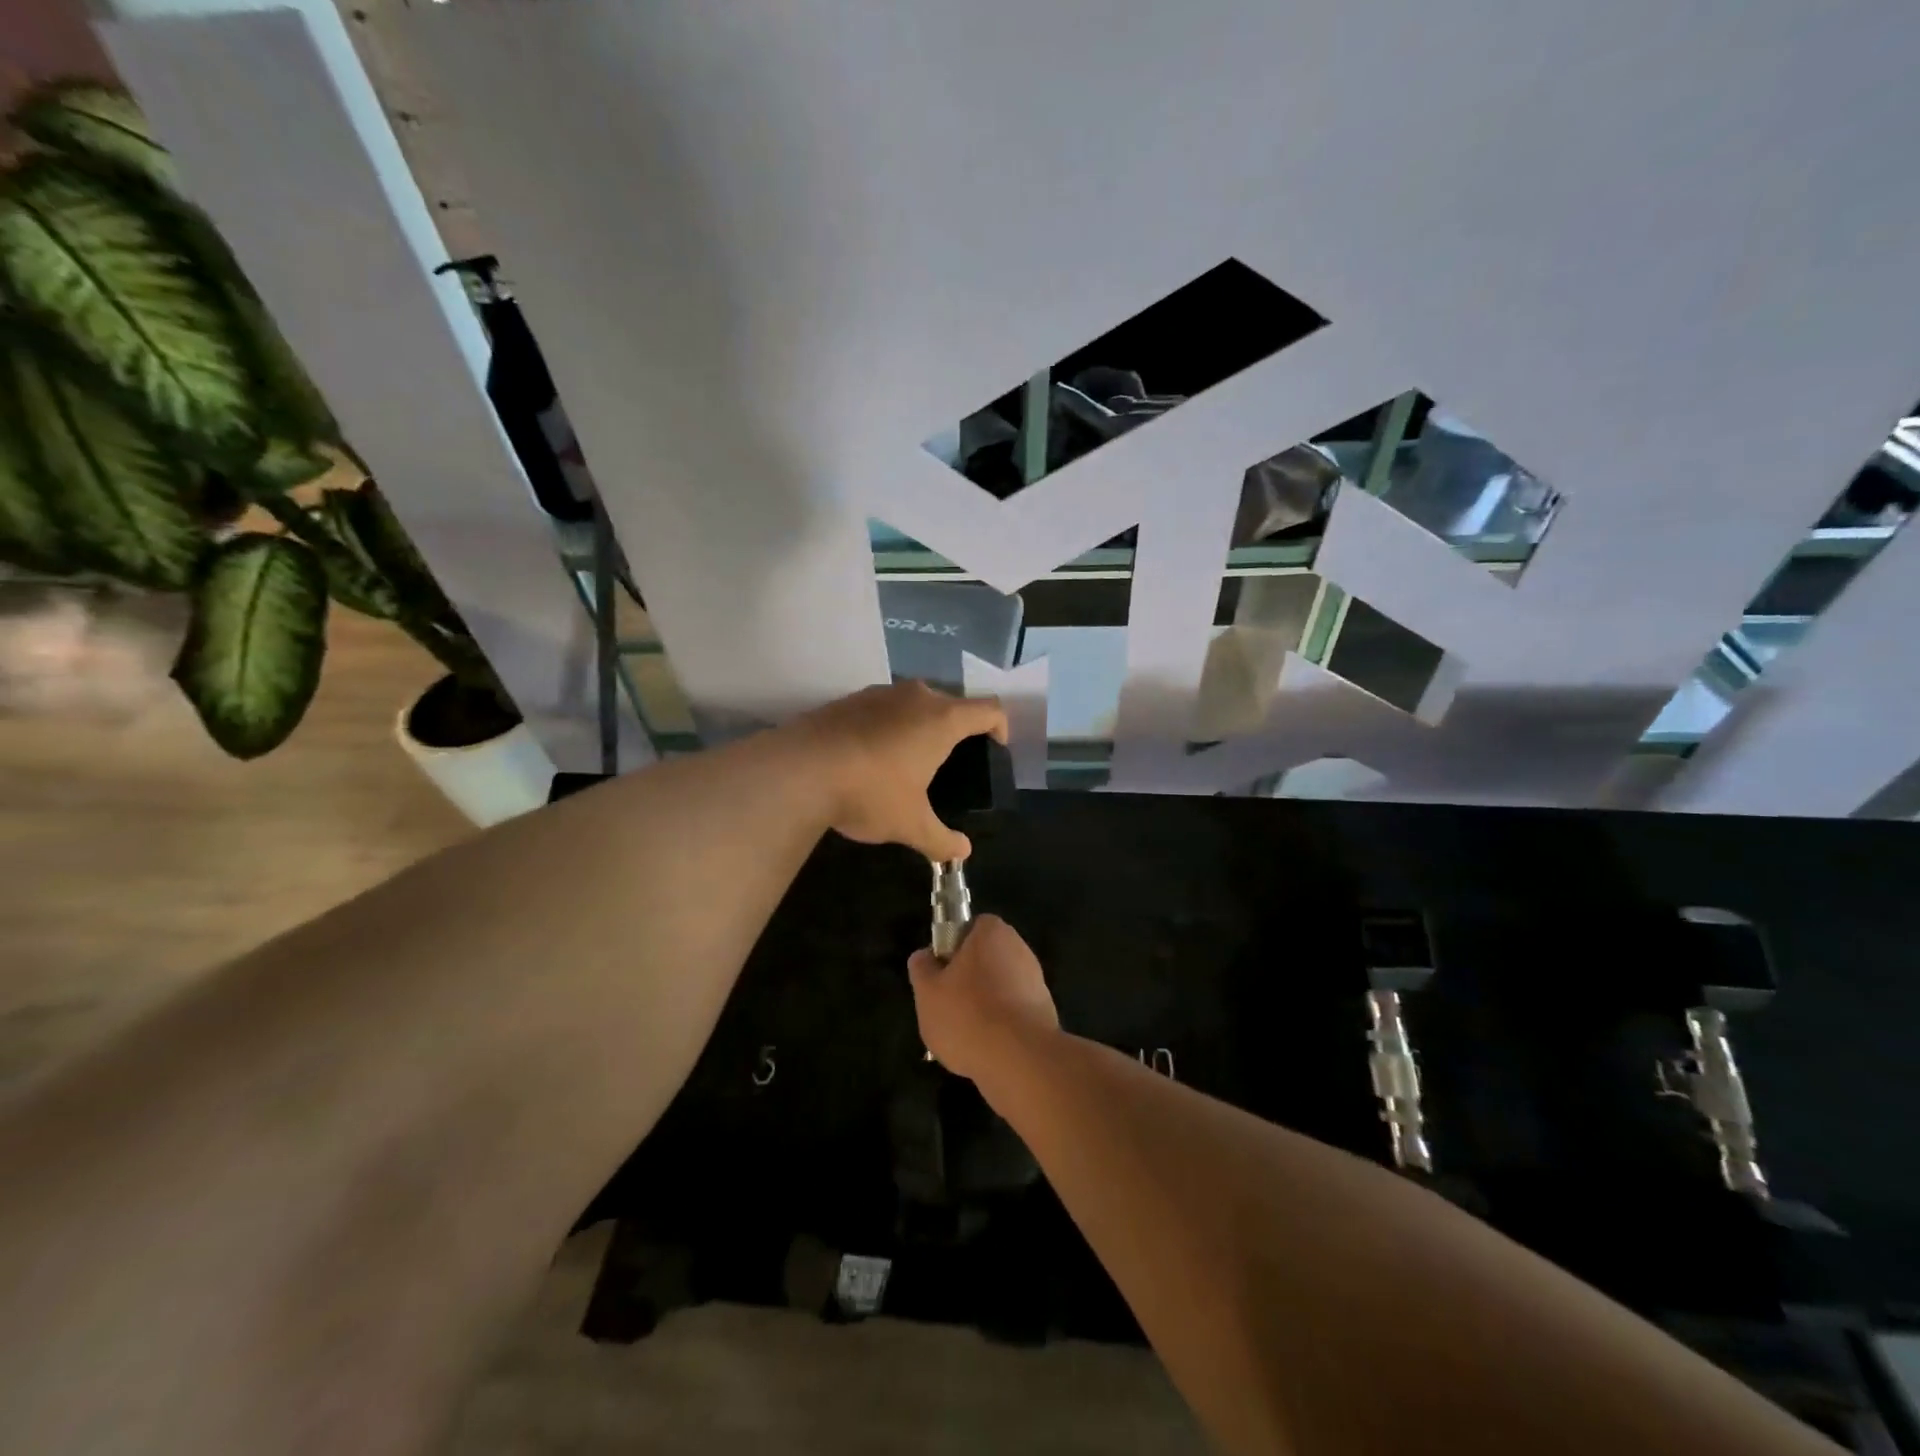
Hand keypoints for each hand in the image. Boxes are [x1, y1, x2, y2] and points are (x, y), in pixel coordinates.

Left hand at [794, 681, 1006, 861]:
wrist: (798, 769)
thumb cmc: (869, 792)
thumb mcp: (910, 824)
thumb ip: (941, 839)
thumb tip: (961, 854)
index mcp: (941, 720)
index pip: (988, 709)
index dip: (1000, 725)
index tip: (997, 745)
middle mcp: (915, 696)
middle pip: (951, 703)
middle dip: (958, 727)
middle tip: (952, 760)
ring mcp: (878, 693)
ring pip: (914, 702)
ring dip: (920, 724)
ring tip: (911, 758)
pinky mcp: (848, 699)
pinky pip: (882, 708)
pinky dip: (888, 725)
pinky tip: (872, 756)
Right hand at [908, 914, 1058, 1079]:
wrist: (1019, 1060)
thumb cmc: (967, 1015)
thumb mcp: (927, 992)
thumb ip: (922, 968)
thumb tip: (925, 957)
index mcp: (992, 932)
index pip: (970, 928)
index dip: (953, 949)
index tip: (941, 975)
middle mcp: (1019, 948)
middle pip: (986, 959)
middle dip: (968, 980)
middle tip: (947, 1007)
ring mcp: (1036, 981)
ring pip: (1000, 988)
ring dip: (984, 1005)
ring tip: (964, 1035)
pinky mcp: (1045, 1011)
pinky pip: (1014, 1012)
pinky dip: (1001, 1026)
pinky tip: (987, 1048)